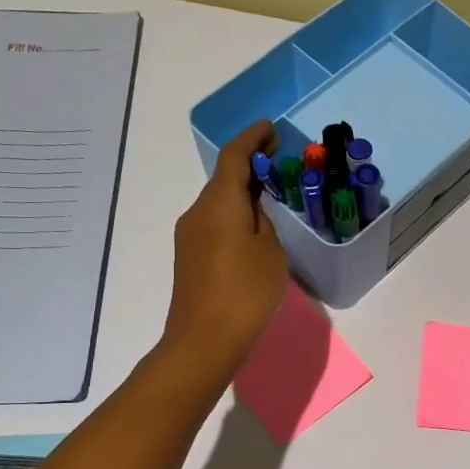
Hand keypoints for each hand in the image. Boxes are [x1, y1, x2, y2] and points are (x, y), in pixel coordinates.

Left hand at [162, 121, 288, 375]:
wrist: (204, 340)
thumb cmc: (245, 291)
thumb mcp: (270, 251)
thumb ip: (263, 221)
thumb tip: (253, 210)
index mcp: (219, 202)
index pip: (234, 156)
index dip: (252, 138)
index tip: (272, 129)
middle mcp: (198, 212)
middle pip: (224, 178)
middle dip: (250, 165)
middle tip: (280, 162)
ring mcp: (189, 236)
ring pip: (219, 202)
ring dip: (243, 193)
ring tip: (272, 197)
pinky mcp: (190, 257)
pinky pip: (215, 223)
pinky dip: (235, 215)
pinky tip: (254, 230)